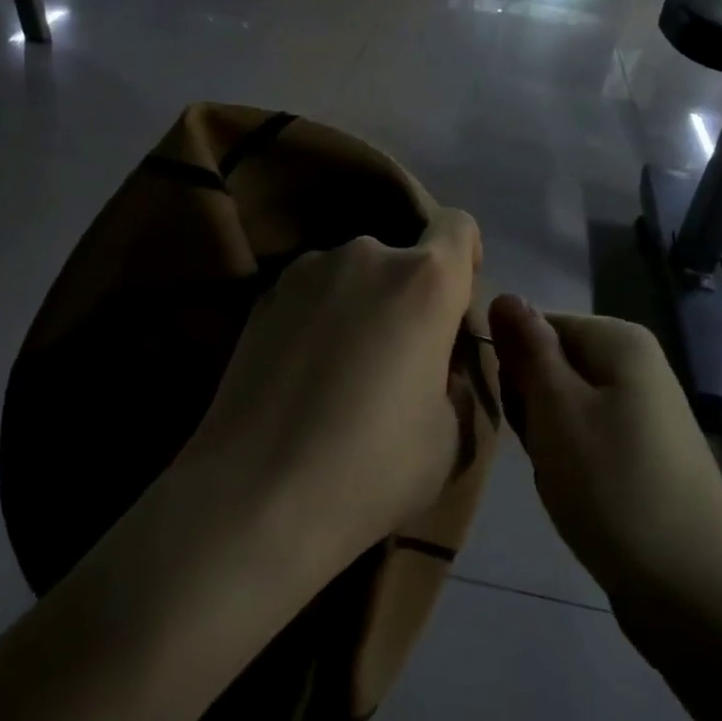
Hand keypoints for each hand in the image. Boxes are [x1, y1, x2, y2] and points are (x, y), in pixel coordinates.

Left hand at [178, 211, 483, 580]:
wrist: (257, 494)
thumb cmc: (373, 467)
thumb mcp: (451, 434)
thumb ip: (455, 378)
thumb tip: (435, 363)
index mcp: (424, 280)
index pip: (457, 226)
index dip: (464, 258)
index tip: (452, 308)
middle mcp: (364, 255)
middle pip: (402, 258)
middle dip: (410, 295)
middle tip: (397, 358)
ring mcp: (304, 271)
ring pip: (353, 275)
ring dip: (361, 304)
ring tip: (341, 371)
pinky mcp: (261, 296)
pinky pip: (311, 294)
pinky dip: (319, 318)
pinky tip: (303, 374)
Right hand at [488, 295, 721, 623]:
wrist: (693, 590)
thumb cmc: (614, 487)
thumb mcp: (557, 410)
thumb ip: (528, 349)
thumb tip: (504, 295)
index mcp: (619, 341)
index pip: (536, 325)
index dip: (513, 366)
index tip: (515, 410)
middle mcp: (636, 365)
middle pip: (550, 364)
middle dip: (530, 405)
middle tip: (540, 446)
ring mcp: (642, 411)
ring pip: (562, 406)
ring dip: (546, 438)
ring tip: (559, 475)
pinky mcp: (641, 452)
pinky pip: (585, 438)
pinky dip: (569, 461)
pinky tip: (575, 492)